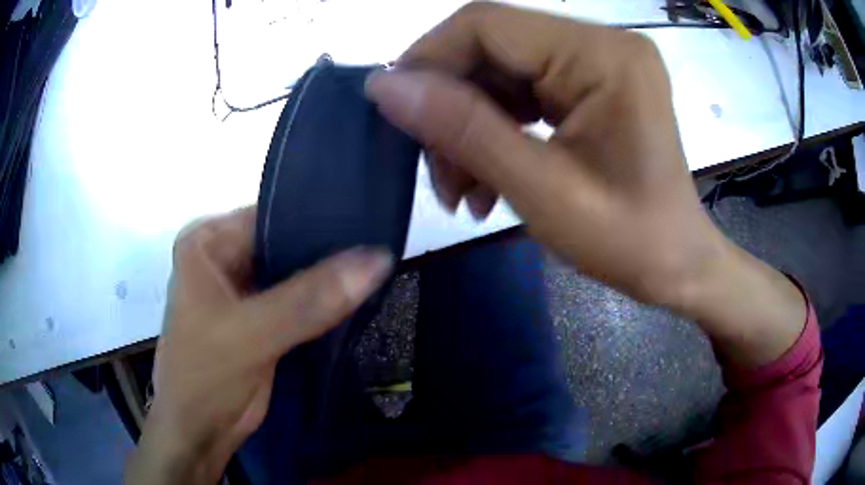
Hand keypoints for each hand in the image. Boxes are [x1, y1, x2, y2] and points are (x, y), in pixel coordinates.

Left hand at [125, 207, 391, 484]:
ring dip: (331, 276)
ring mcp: (245, 288)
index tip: (368, 221)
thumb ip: (309, 300)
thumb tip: (377, 259)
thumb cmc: (205, 377)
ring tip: (381, 264)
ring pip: (296, 272)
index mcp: (208, 242)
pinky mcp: (264, 317)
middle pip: (286, 242)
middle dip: (328, 248)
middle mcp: (225, 257)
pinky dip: (327, 301)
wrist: (201, 432)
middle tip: (381, 243)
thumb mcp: (250, 334)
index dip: (317, 218)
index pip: (271, 214)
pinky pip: (301, 300)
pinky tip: (362, 293)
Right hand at [365, 3, 805, 365]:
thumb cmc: (640, 247)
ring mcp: (594, 62)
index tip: (397, 108)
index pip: (486, 24)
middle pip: (489, 42)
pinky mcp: (590, 86)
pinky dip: (493, 127)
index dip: (429, 57)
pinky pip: (518, 87)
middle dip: (448, 97)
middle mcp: (597, 43)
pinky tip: (494, 177)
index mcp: (599, 56)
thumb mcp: (547, 197)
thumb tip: (391, 88)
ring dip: (469, 119)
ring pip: (500, 67)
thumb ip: (465, 134)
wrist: (690, 268)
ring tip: (468, 187)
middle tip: (439, 169)